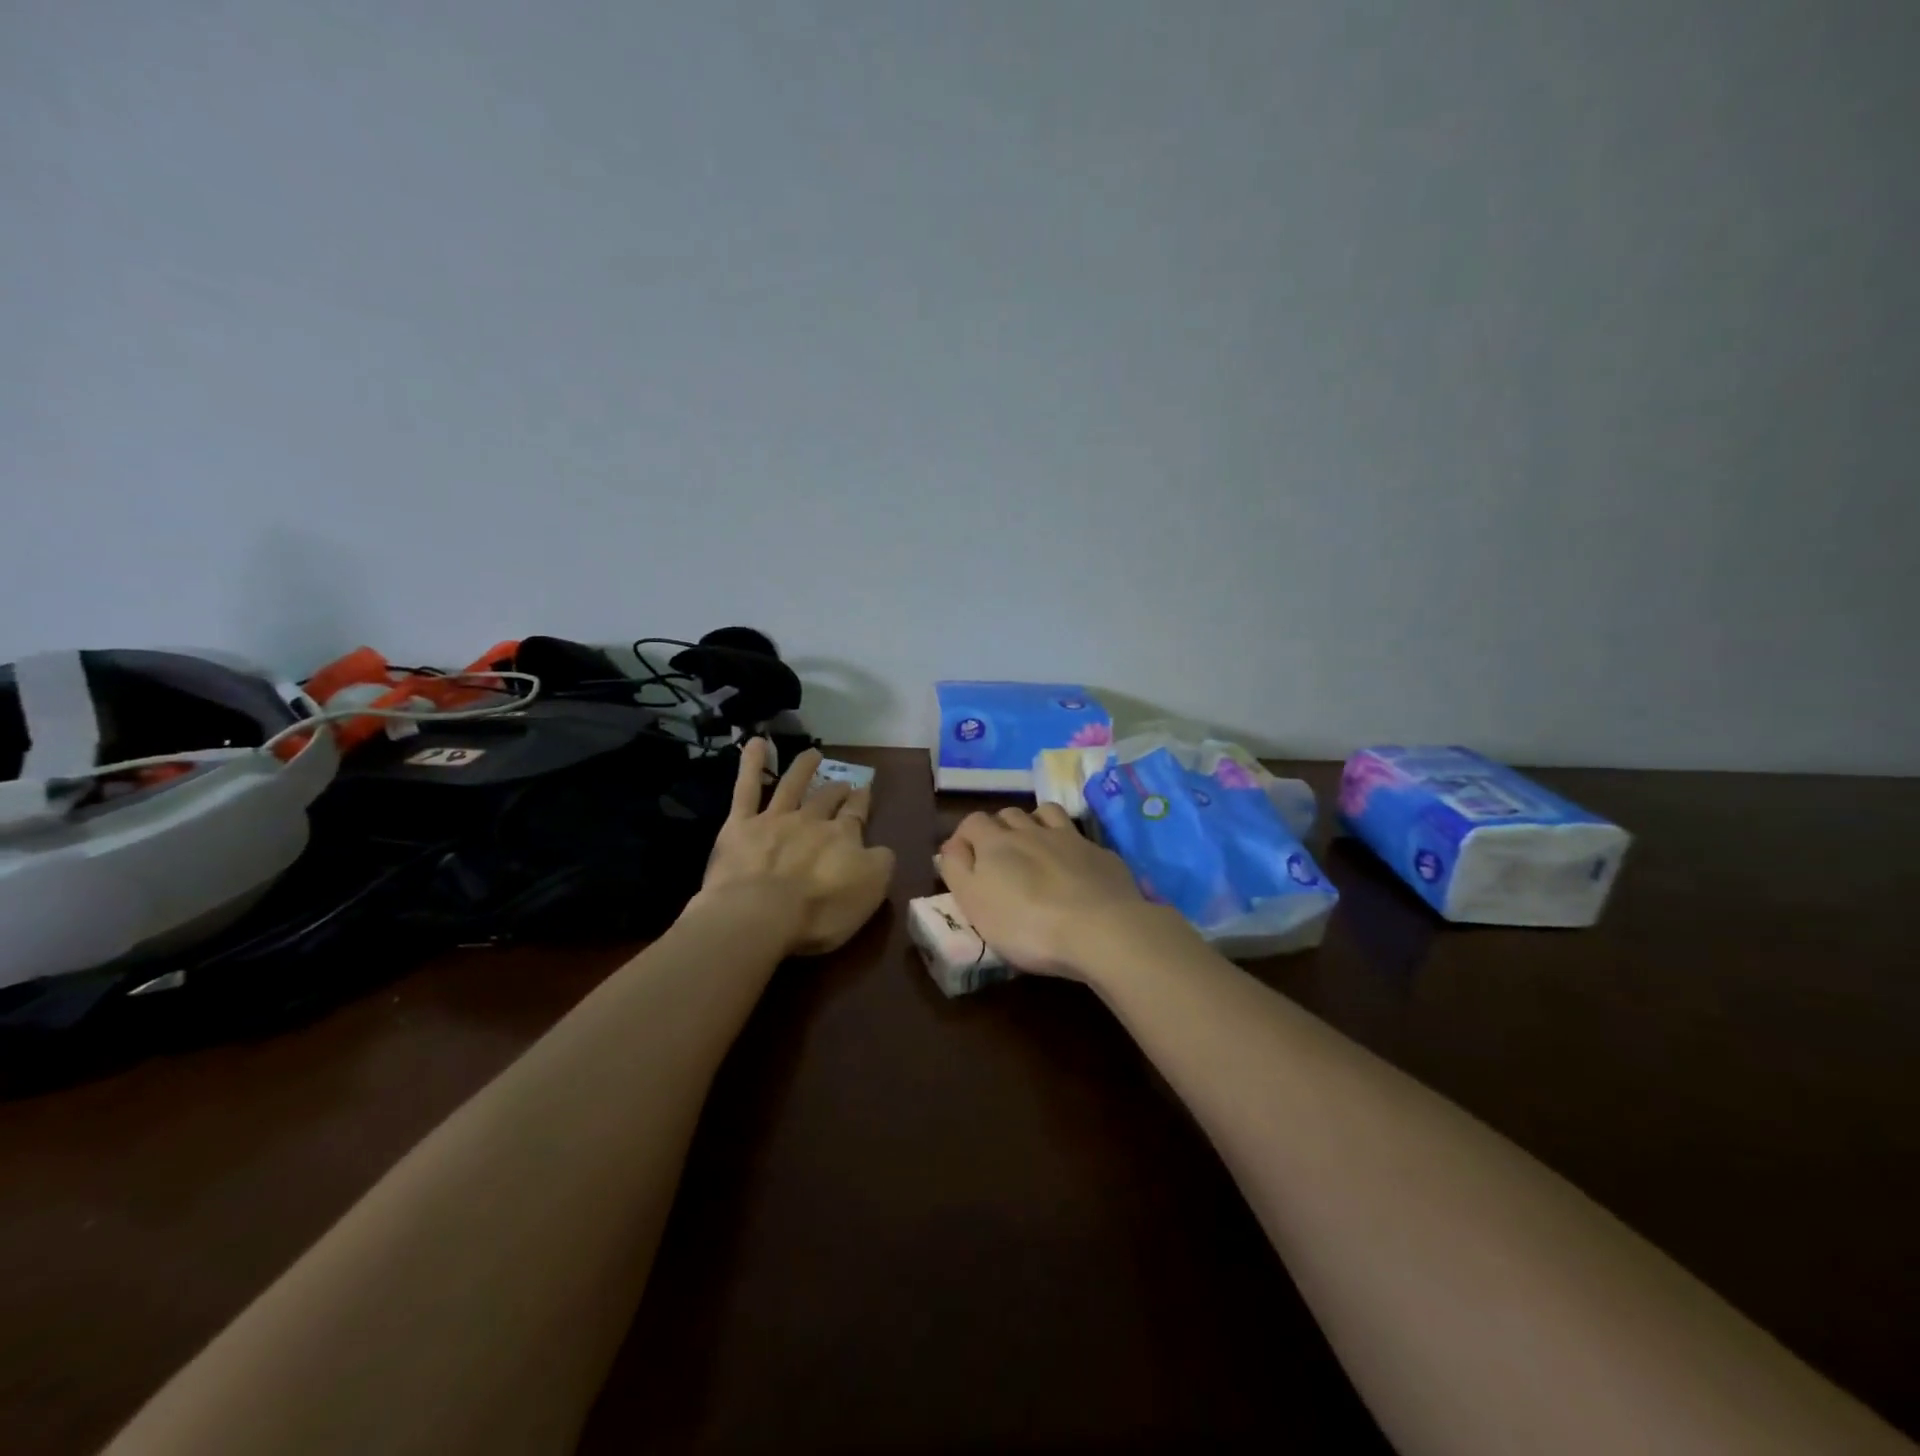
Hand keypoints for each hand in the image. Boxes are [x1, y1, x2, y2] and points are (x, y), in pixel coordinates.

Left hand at [696, 740, 894, 956]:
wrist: (761, 912)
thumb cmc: (821, 909)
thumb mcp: (871, 890)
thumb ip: (880, 863)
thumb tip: (880, 848)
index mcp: (844, 837)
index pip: (856, 814)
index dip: (861, 801)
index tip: (864, 790)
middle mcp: (812, 821)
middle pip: (827, 799)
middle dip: (837, 790)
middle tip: (843, 783)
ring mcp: (775, 819)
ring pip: (792, 785)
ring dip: (803, 768)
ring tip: (812, 753)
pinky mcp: (740, 825)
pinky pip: (747, 788)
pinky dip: (752, 764)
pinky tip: (755, 743)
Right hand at [938, 805, 1179, 979]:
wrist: (1100, 929)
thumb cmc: (1026, 924)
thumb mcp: (974, 904)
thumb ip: (957, 870)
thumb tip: (951, 847)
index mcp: (995, 843)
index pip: (972, 822)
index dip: (965, 836)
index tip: (964, 859)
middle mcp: (1030, 830)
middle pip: (1008, 814)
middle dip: (999, 829)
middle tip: (1000, 858)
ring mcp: (1069, 838)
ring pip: (1045, 813)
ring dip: (1034, 823)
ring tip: (1035, 847)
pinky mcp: (1099, 853)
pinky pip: (1078, 836)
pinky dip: (1069, 844)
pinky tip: (1072, 866)